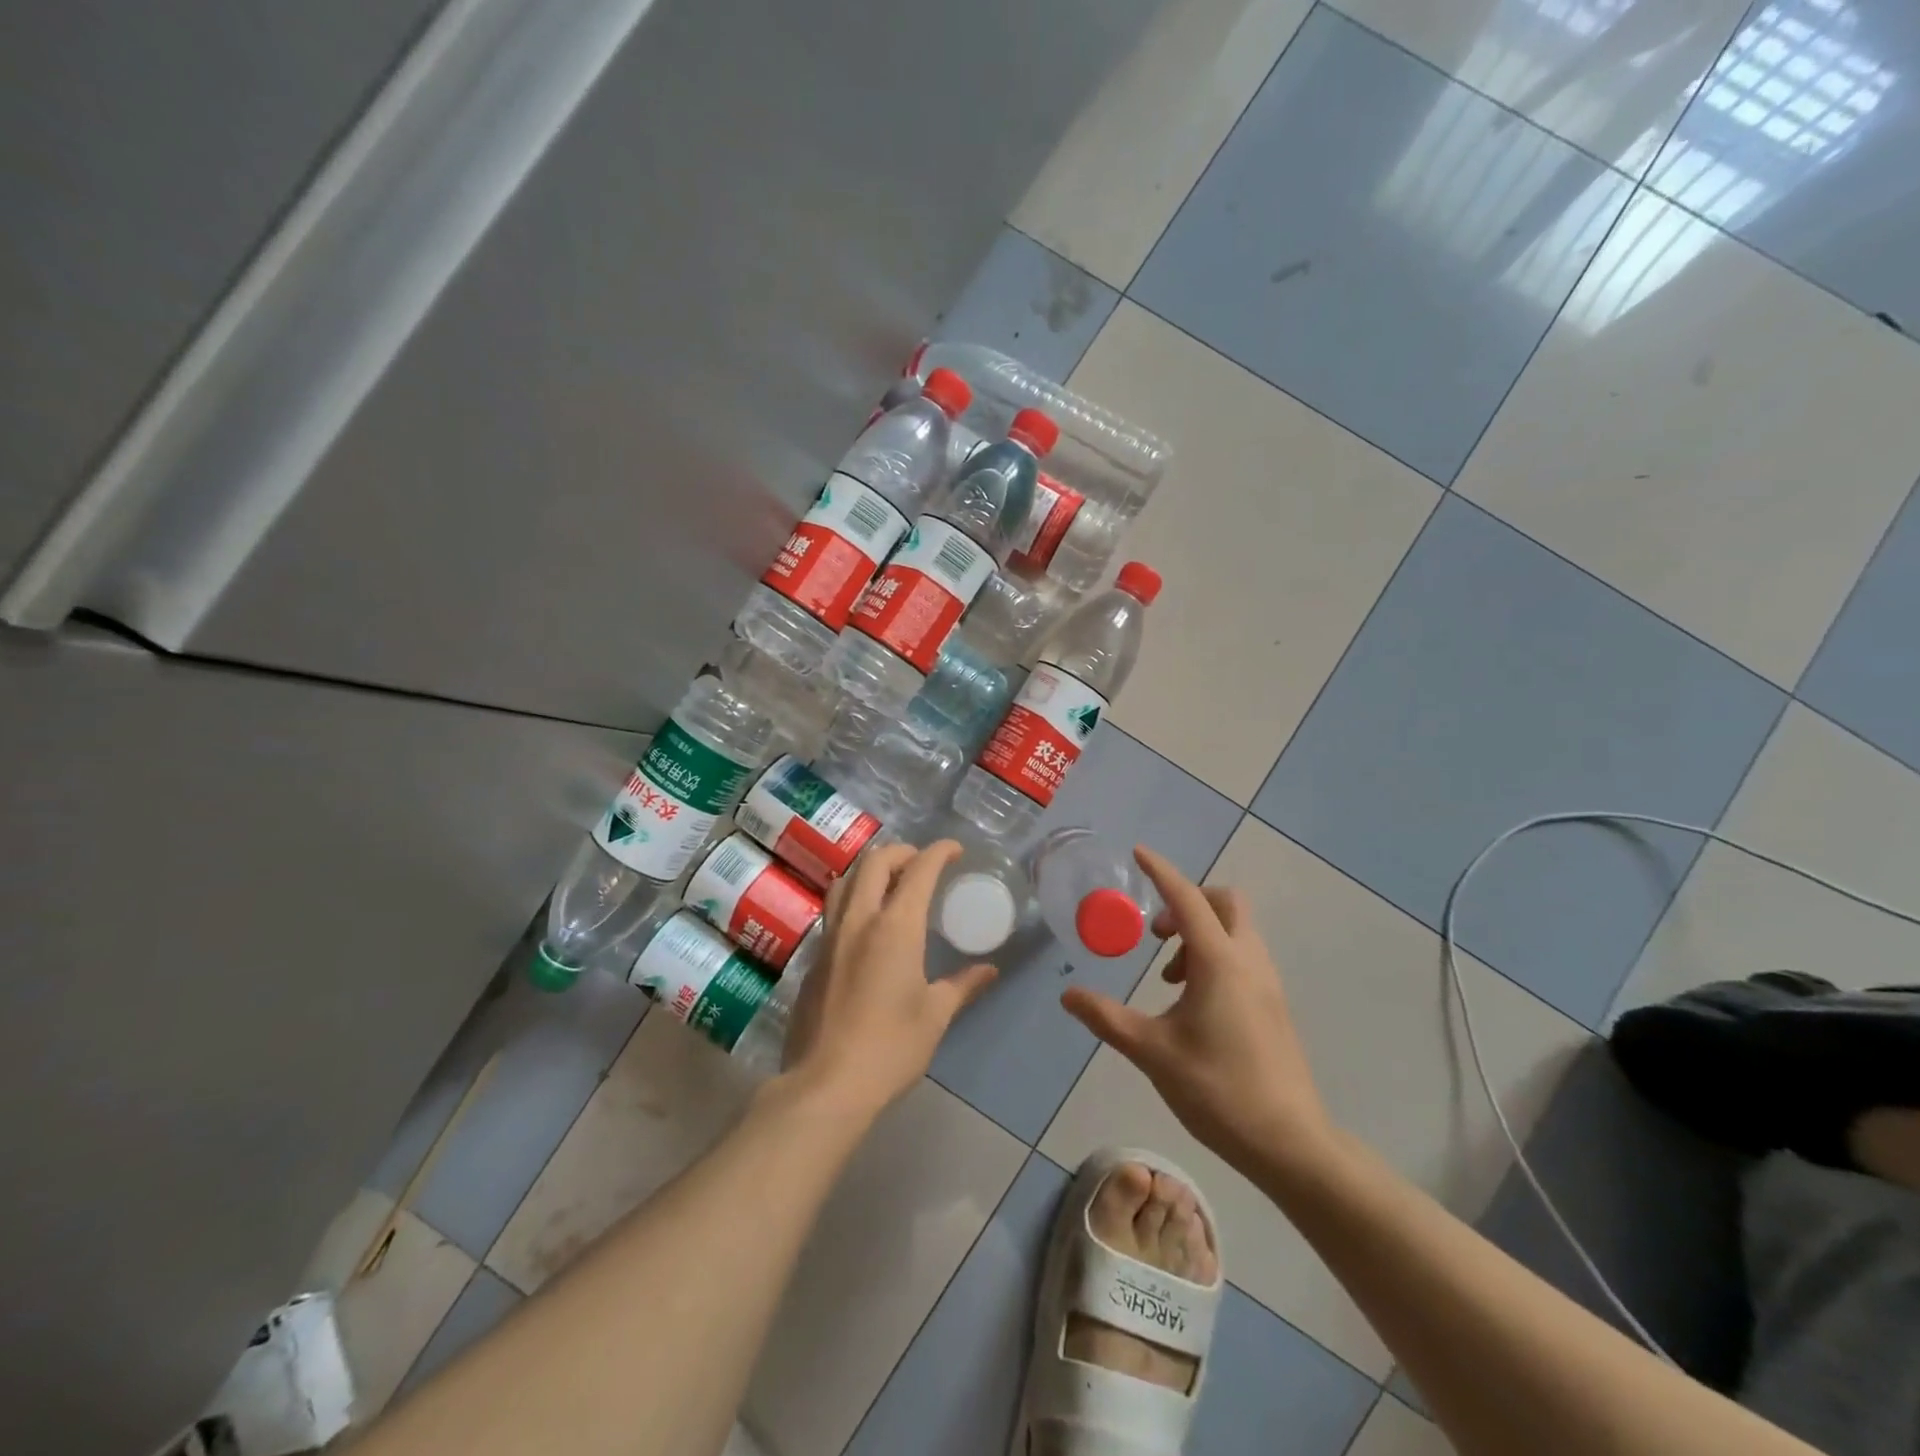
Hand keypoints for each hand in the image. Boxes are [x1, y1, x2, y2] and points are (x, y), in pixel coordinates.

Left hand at [780, 840, 997, 1119]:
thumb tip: (988, 970)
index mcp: (895, 927)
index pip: (918, 870)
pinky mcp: (813, 960)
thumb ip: (962, 985)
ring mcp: (830, 938)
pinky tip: (865, 927)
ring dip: (870, 870)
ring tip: (890, 883)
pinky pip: (833, 913)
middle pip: (874, 863)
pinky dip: (853, 901)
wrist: (825, 1084)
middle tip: (921, 863)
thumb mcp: (935, 1016)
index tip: (954, 850)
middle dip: (901, 852)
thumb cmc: (890, 1047)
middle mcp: (859, 921)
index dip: (938, 852)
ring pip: (845, 882)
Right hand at [1061, 846, 1335, 1178]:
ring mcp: (1267, 982)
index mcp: (1220, 963)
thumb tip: (1067, 995)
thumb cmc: (1218, 1091)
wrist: (1290, 1143)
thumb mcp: (1153, 1052)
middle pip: (1225, 902)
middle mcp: (1249, 961)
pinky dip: (1215, 955)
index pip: (1187, 899)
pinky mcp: (1274, 1004)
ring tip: (1169, 977)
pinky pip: (1243, 955)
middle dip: (1188, 901)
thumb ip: (1107, 1018)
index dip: (1161, 872)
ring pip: (1236, 929)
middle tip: (1156, 936)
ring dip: (1200, 932)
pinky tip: (1193, 1000)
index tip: (1138, 852)